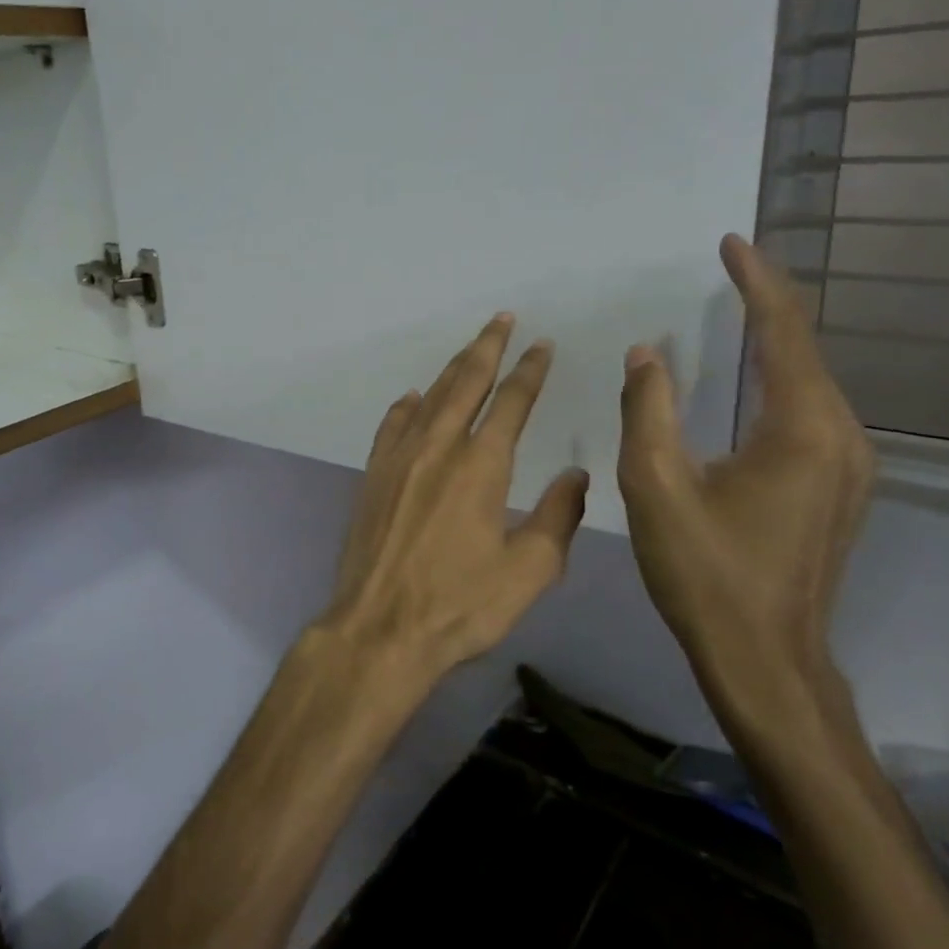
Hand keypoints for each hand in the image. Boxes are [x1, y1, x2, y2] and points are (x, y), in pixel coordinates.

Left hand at [318, 314, 590, 686]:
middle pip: (466, 382)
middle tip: (502, 319)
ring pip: (430, 398)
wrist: (380, 628)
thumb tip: (576, 475)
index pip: (512, 402)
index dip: (530, 370)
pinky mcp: (372, 476)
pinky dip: (406, 406)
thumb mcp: (529, 571)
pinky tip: (412, 398)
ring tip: (470, 348)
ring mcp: (399, 458)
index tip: (542, 345)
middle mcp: (439, 447)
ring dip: (452, 369)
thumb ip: (557, 516)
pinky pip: (392, 426)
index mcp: (482, 465)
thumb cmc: (460, 605)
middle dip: (488, 347)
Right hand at [618, 234, 874, 736]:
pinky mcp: (837, 487)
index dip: (757, 282)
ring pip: (810, 381)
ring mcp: (848, 465)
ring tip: (739, 306)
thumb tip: (646, 352)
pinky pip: (810, 410)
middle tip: (729, 267)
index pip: (783, 332)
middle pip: (805, 350)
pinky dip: (779, 377)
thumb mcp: (656, 487)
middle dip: (768, 303)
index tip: (732, 242)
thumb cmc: (705, 574)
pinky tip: (754, 375)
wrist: (765, 660)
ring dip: (774, 340)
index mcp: (802, 430)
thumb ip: (647, 410)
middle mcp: (841, 437)